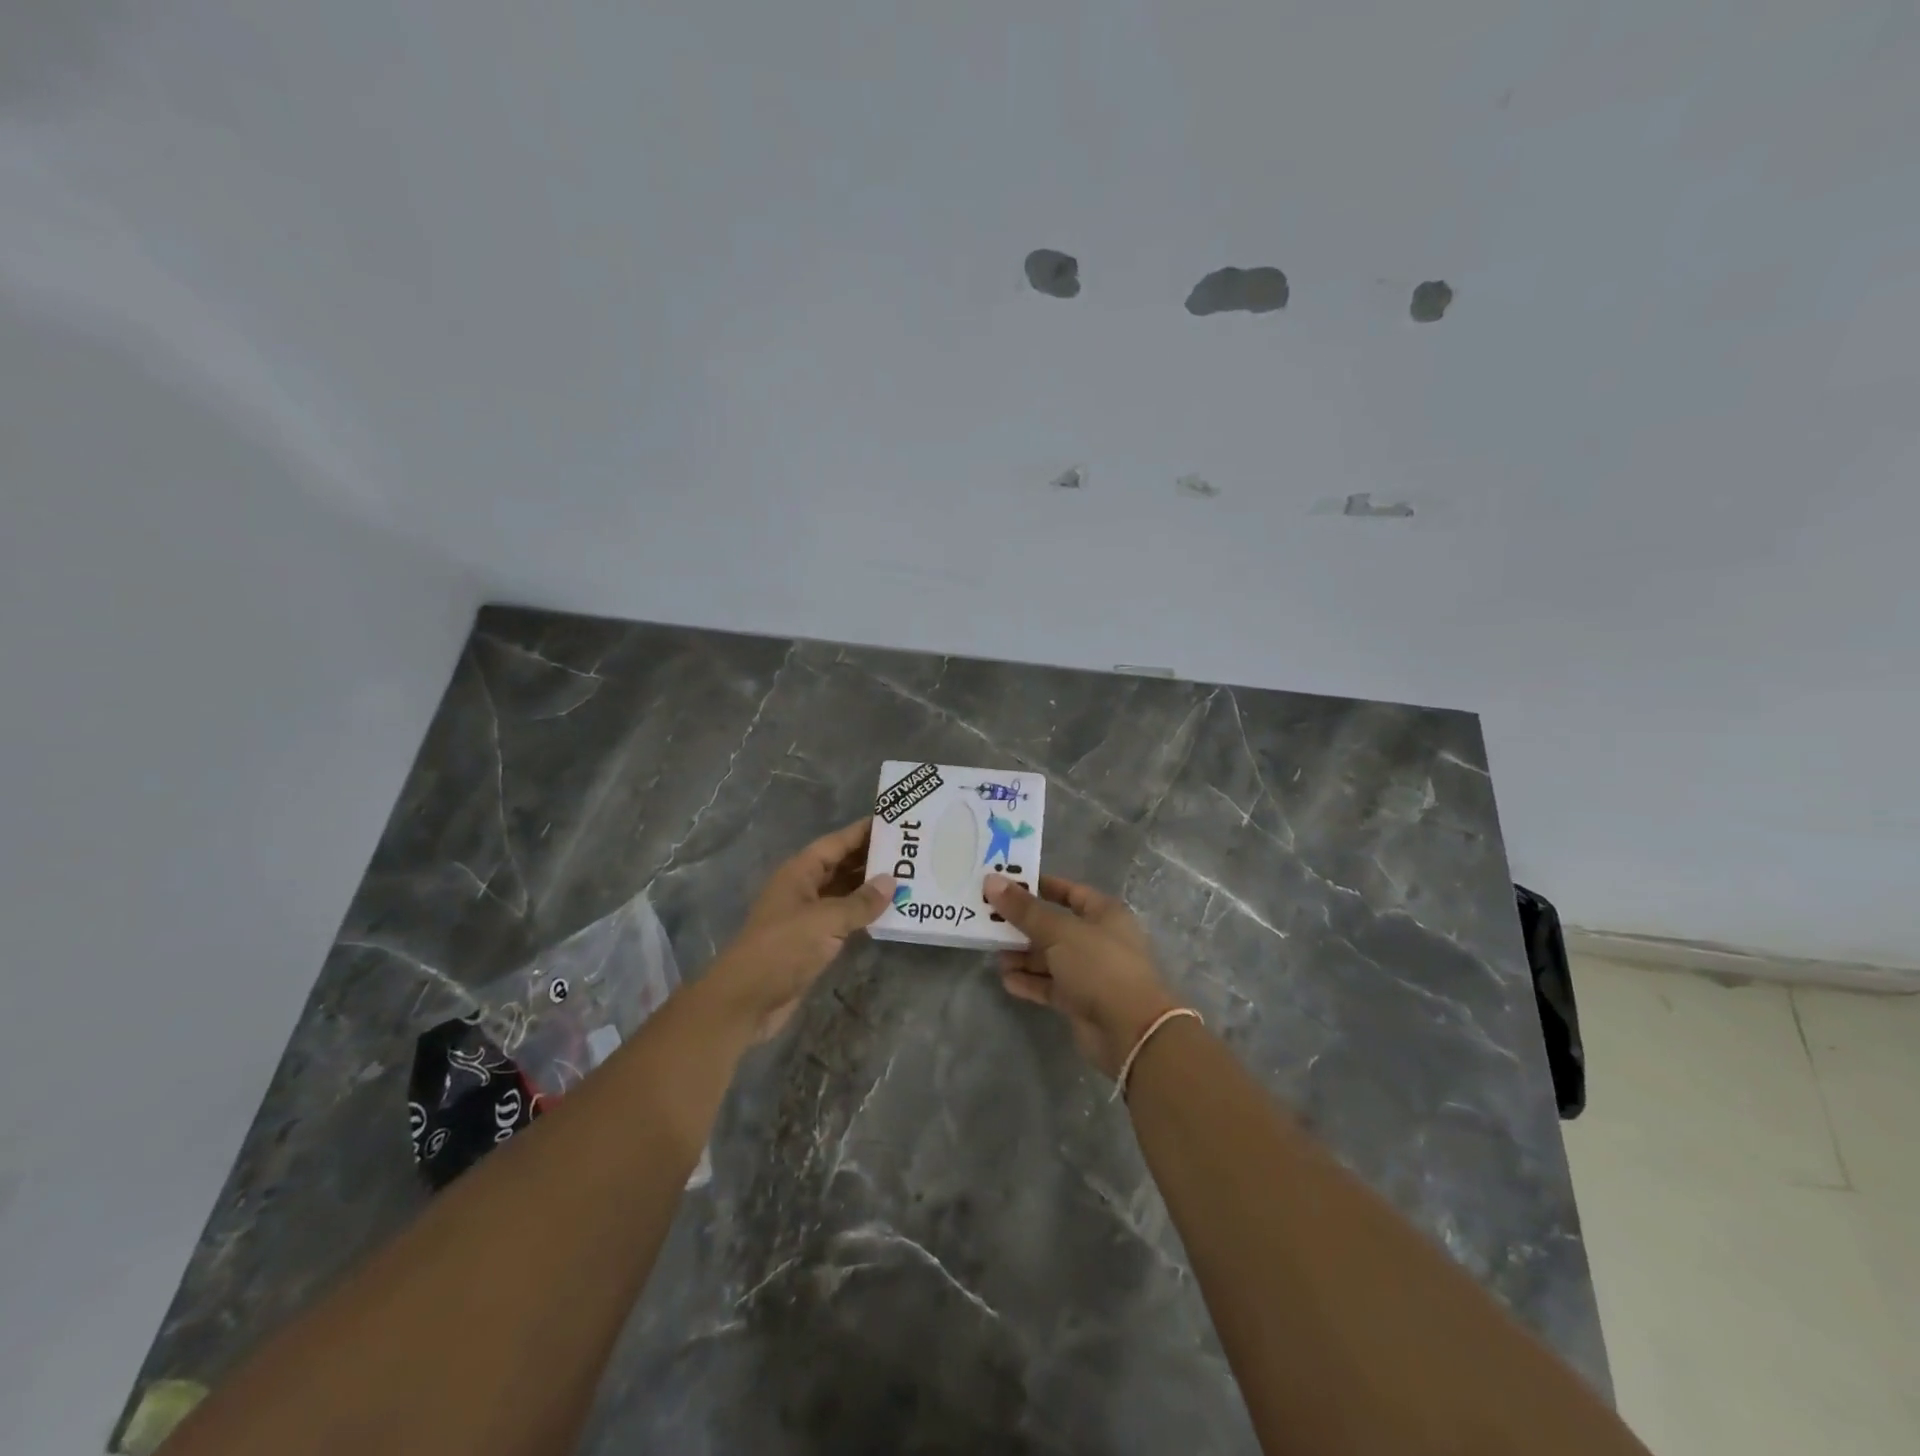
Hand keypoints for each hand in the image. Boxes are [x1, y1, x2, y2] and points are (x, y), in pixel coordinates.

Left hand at [704, 819, 894, 1040]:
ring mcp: (807, 915)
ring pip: (844, 892)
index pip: (836, 843)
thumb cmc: (782, 949)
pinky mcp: (812, 941)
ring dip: (870, 887)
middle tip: (910, 852)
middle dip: (872, 858)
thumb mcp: (825, 921)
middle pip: (841, 865)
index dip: (863, 831)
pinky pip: (843, 918)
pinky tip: (889, 913)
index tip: (896, 822)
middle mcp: (803, 888)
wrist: (746, 1000)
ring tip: (908, 878)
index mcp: (800, 872)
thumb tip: (891, 881)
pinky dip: (864, 914)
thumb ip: (860, 902)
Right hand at [985, 874, 1179, 1078]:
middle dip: (1023, 925)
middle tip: (990, 921)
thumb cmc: (1099, 966)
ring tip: (995, 954)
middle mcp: (1098, 939)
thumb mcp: (1058, 931)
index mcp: (1104, 913)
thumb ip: (1024, 909)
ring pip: (1050, 957)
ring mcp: (1090, 972)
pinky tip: (1006, 980)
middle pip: (1055, 925)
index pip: (1069, 891)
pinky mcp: (1080, 1001)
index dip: (1039, 887)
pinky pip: (1050, 985)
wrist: (1130, 1030)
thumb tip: (992, 881)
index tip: (1006, 885)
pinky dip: (1030, 982)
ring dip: (1023, 956)